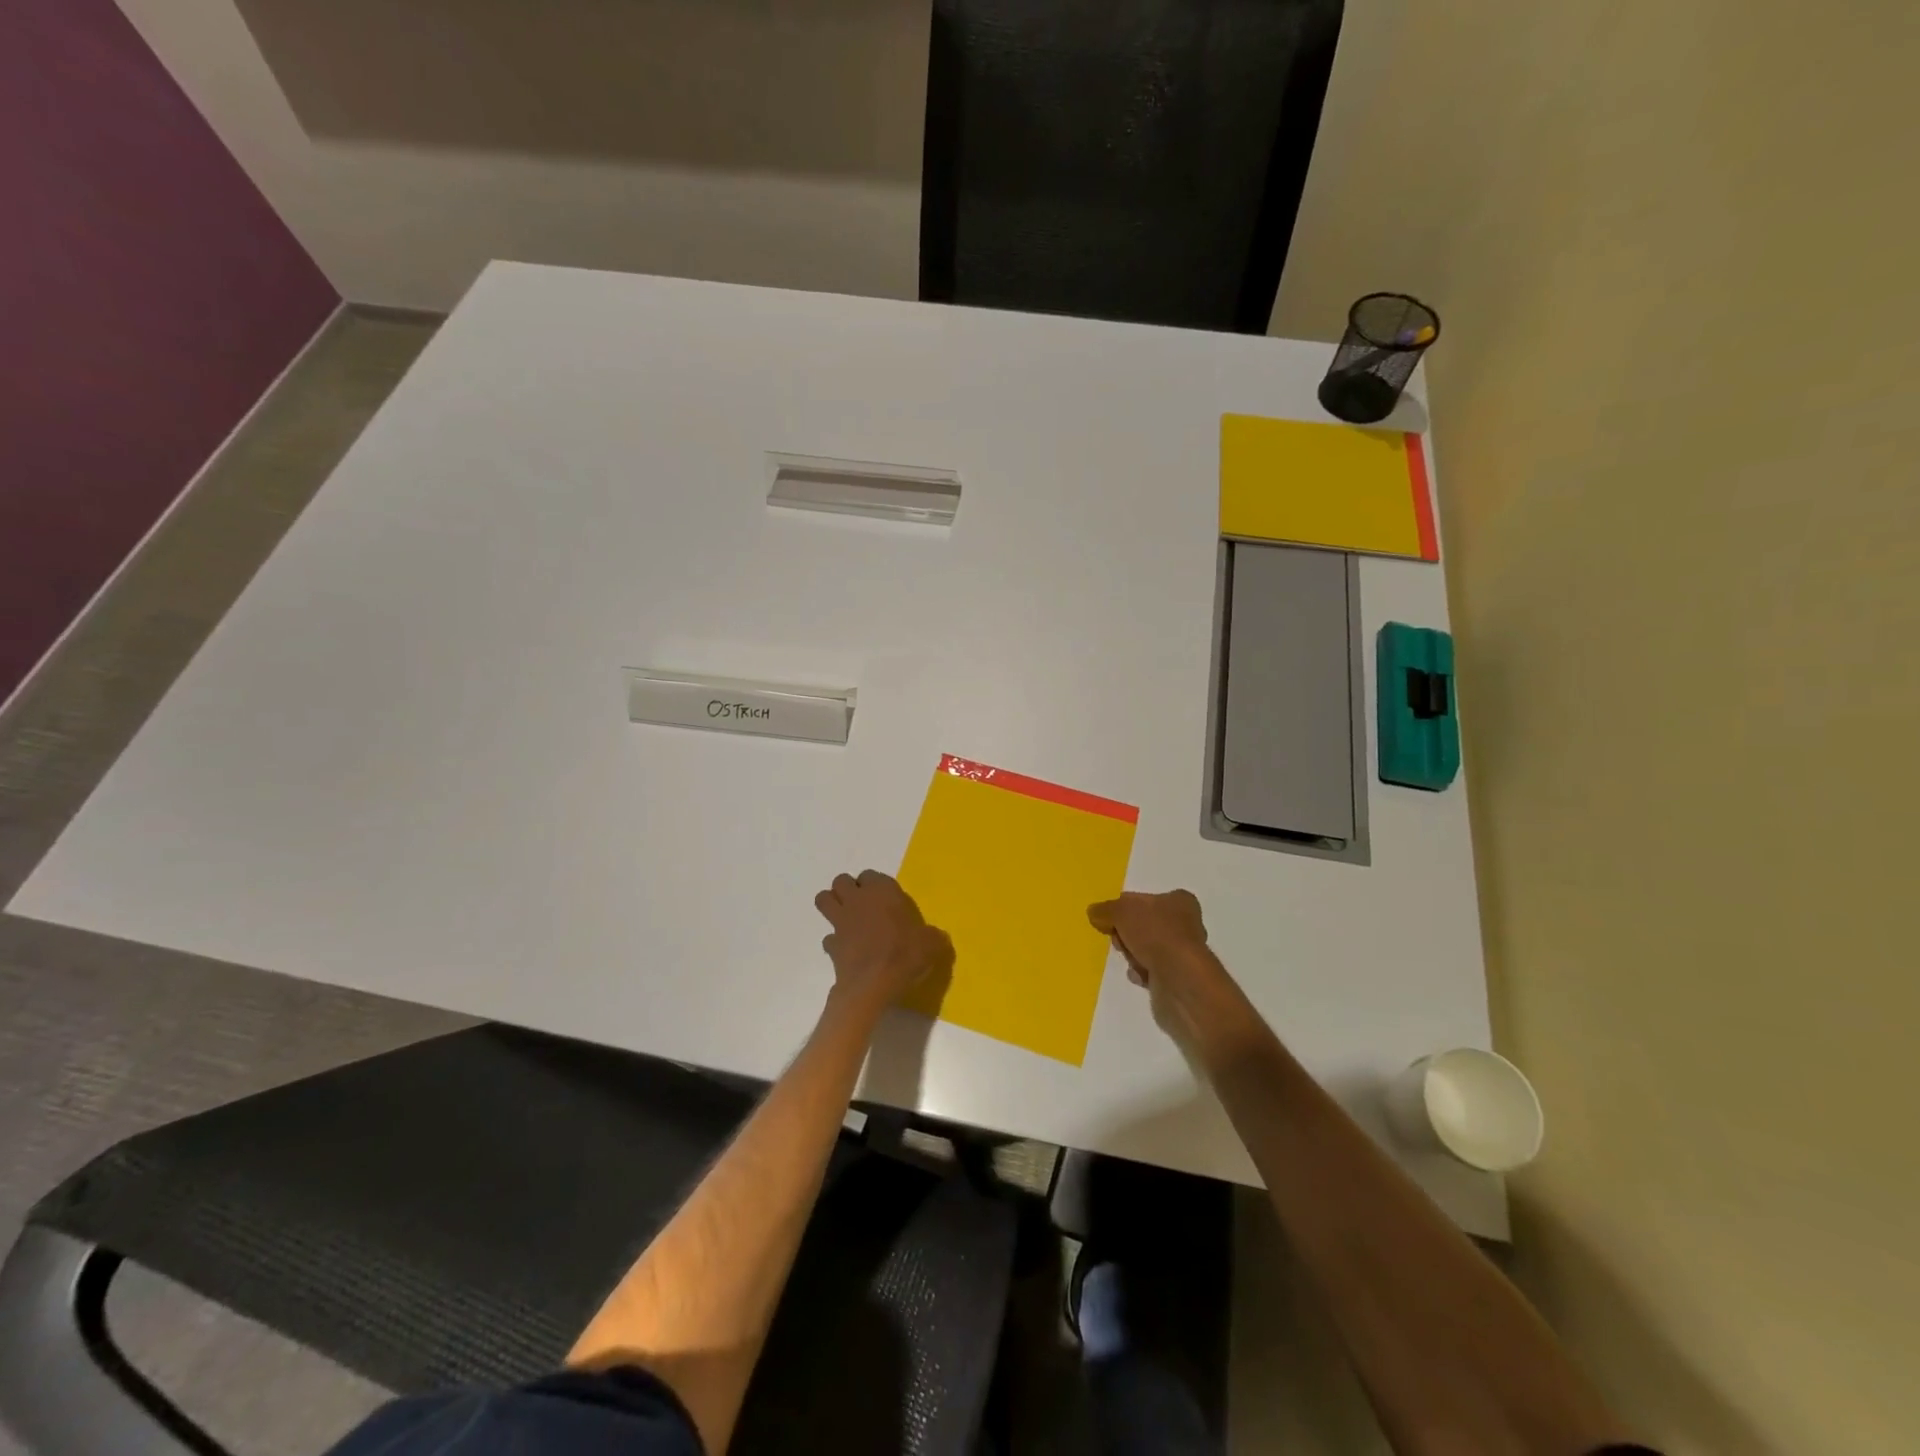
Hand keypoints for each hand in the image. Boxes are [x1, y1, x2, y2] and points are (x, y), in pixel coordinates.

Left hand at [814, 870, 951, 1015]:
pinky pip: (828, 937)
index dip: (875, 885)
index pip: (871, 875)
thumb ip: (932, 936)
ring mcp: (840, 921)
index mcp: (882, 891)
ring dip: (832, 905)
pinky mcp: (831, 945)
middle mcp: (857, 900)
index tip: (885, 899)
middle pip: (841, 881)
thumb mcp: (932, 944)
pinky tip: (847, 951)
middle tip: (863, 905)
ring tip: (846, 918)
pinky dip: (834, 942)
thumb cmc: (905, 954)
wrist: (873, 983)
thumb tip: (936, 937)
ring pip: (823, 899)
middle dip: (848, 889)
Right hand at [1089, 889, 1240, 1047]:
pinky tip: (1139, 975)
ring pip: (1146, 948)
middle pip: (1144, 924)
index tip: (1112, 918)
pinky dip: (1141, 972)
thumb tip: (1094, 911)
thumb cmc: (1155, 934)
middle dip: (1127, 933)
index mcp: (1180, 901)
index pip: (1147, 899)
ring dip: (1133, 954)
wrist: (1179, 979)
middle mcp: (1186, 924)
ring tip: (1131, 959)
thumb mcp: (1122, 911)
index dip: (1126, 908)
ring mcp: (1182, 953)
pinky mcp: (1177, 977)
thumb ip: (1106, 909)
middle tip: (1119, 939)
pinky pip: (1151, 970)